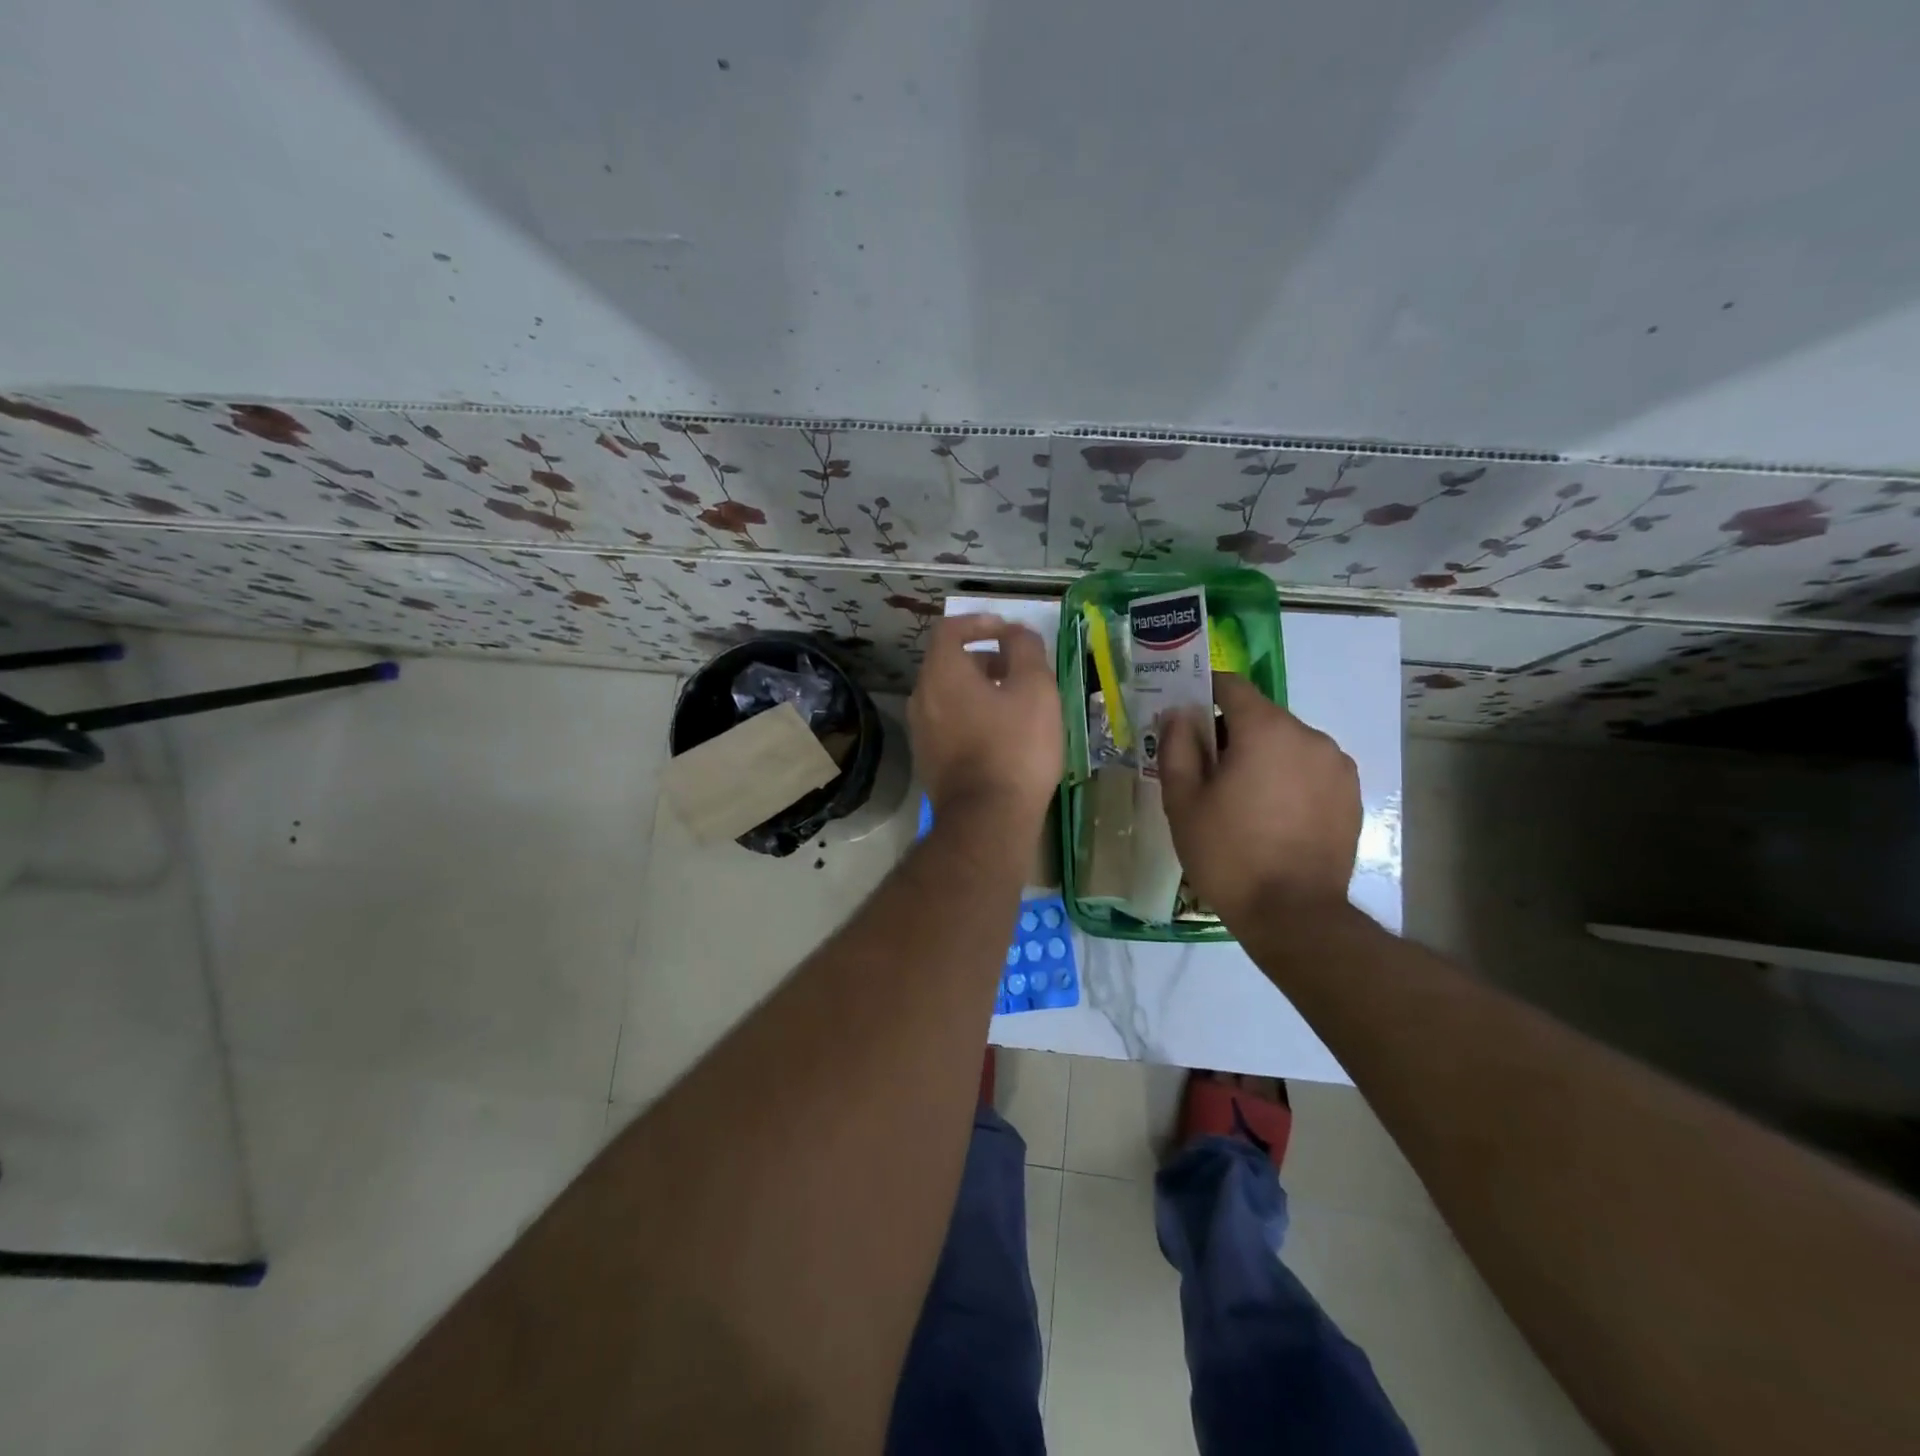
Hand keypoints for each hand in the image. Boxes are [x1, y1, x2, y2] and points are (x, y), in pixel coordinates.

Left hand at [909, 614, 1062, 821]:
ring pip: (948, 695)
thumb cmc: (1015, 747)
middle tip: (1018, 669)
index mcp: (942, 673)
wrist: (987, 819)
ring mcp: (921, 731)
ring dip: (978, 689)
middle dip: (984, 658)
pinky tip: (999, 734)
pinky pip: (947, 722)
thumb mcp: (1035, 689)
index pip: (949, 629)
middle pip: (948, 663)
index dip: (979, 622)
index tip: (1008, 631)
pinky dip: (970, 715)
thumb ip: (1026, 649)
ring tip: (1014, 703)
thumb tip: (1016, 632)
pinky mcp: (927, 759)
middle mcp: (922, 697)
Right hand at [1157, 672, 1359, 926]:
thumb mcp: (1182, 800)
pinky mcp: (1351, 795)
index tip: (1185, 716)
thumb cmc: (1228, 853)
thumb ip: (1176, 745)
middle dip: (1230, 733)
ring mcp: (1337, 766)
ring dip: (1262, 757)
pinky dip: (1288, 778)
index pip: (1231, 686)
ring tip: (1242, 800)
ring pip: (1287, 744)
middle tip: (1207, 772)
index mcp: (1266, 730)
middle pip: (1260, 717)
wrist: (1293, 915)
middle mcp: (1309, 736)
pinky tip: (1274, 817)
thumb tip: (1179, 713)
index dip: (1203, 692)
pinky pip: (1310, 769)